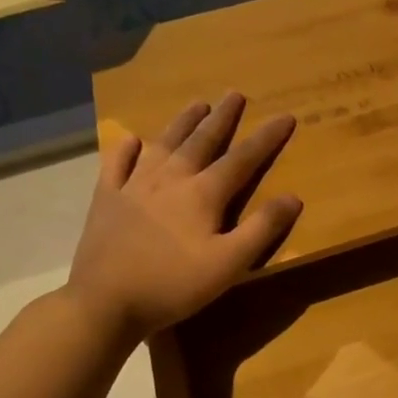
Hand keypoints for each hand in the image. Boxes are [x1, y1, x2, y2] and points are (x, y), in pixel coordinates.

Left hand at [64, 94, 301, 342]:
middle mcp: (170, 179)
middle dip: (222, 118)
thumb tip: (293, 197)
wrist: (104, 303)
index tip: (285, 116)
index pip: (242, 159)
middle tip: (235, 94)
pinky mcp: (106, 200)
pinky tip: (132, 140)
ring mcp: (134, 187)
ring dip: (182, 123)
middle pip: (201, 141)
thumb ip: (262, 228)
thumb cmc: (174, 285)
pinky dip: (126, 150)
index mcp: (203, 194)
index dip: (266, 138)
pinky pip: (117, 165)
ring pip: (163, 145)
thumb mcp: (230, 264)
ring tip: (196, 104)